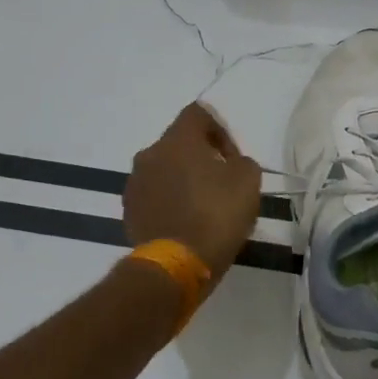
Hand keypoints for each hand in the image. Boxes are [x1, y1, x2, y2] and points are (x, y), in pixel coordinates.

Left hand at [124, 103, 261, 285]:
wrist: (176, 265)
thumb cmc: (216, 214)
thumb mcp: (248, 180)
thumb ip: (241, 162)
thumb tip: (230, 165)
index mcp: (177, 140)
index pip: (198, 114)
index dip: (220, 130)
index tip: (233, 158)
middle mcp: (149, 154)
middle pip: (178, 144)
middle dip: (201, 158)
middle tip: (222, 183)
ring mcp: (134, 184)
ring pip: (165, 171)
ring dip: (184, 181)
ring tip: (204, 208)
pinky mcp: (129, 212)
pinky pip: (155, 197)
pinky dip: (171, 203)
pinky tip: (187, 224)